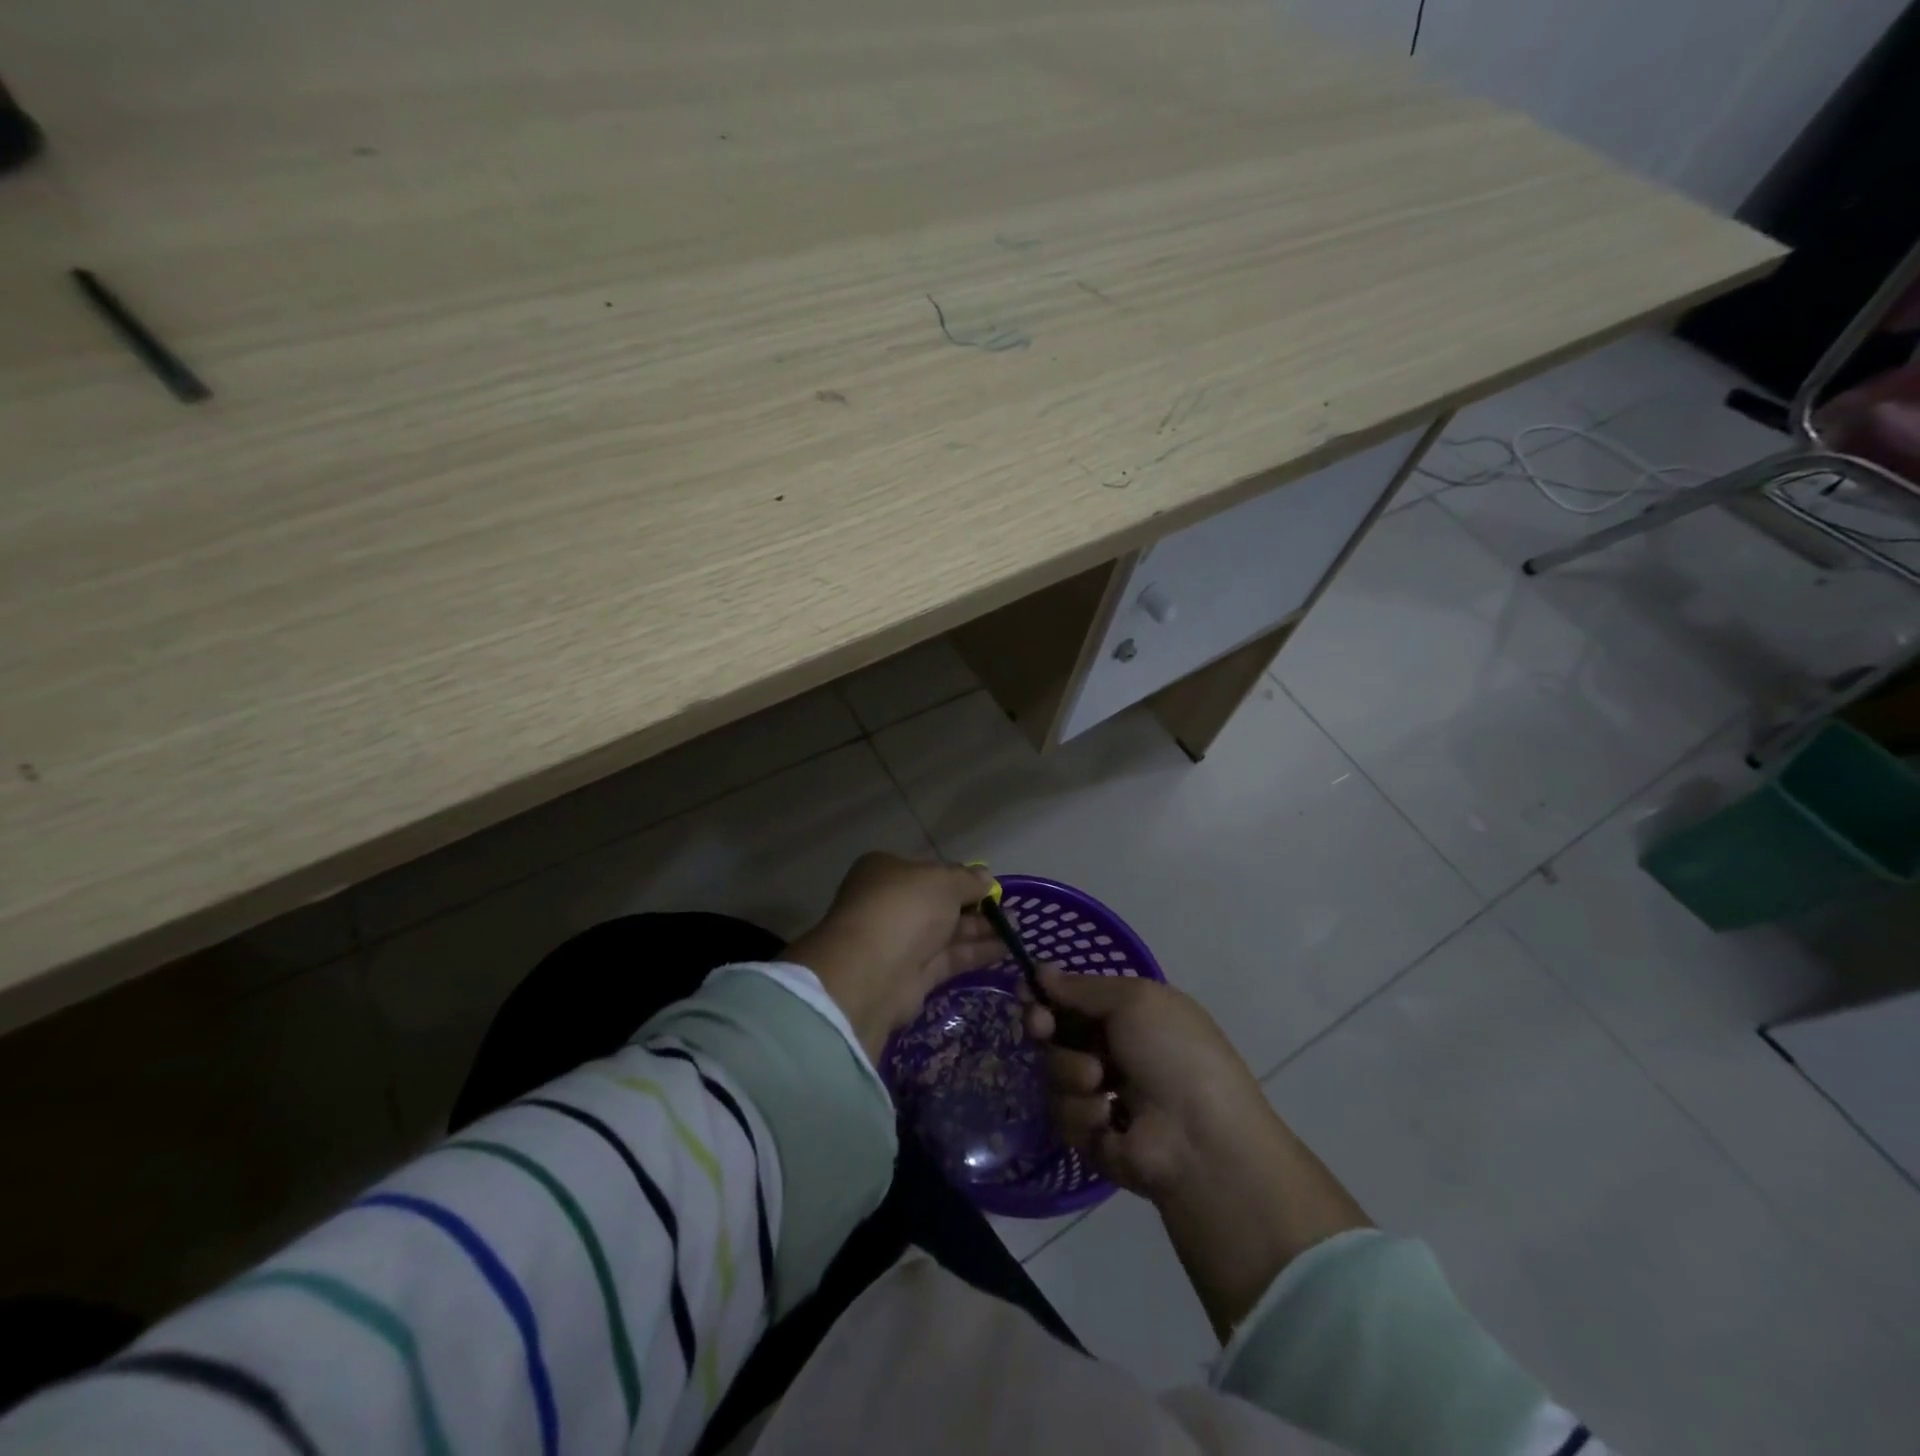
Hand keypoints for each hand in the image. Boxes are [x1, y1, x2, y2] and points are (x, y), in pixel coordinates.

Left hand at [783, 853, 1001, 1060]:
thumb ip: (968, 879)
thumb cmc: (905, 909)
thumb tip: (986, 877)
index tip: (989, 884)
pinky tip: (1005, 950)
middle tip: (1010, 911)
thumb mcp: (943, 881)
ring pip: (946, 932)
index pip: (929, 870)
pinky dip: (975, 953)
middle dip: (975, 905)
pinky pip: (948, 959)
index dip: (960, 877)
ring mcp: (900, 941)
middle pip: (939, 902)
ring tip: (1016, 930)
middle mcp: (890, 903)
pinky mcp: (912, 976)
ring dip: (980, 930)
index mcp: (886, 871)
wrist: (871, 973)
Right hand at [1025, 964, 1370, 1335]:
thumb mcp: (1134, 1000)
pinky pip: (1062, 1115)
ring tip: (1100, 1082)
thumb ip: (1082, 987)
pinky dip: (1082, 1113)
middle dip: (1044, 1026)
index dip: (1048, 994)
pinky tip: (1108, 1119)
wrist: (1199, 1141)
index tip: (1027, 991)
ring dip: (1070, 1072)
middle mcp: (1114, 1051)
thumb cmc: (1173, 1053)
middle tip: (1041, 1027)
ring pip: (1053, 1072)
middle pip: (1055, 1032)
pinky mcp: (1092, 1137)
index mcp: (1131, 1015)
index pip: (1075, 998)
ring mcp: (1101, 1095)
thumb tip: (1040, 970)